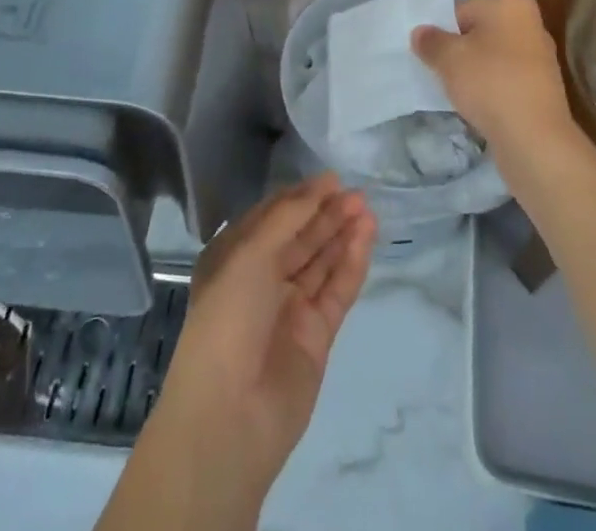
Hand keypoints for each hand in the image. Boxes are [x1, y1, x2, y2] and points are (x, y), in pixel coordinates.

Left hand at [153, 175, 375, 498]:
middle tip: (358, 193)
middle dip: (327, 214)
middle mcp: (261, 280)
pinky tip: (367, 237)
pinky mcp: (316, 335)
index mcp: (234, 258)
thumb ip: (289, 218)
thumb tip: (322, 186)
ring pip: (321, 262)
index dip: (301, 197)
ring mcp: (290, 308)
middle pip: (300, 238)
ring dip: (342, 234)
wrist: (228, 417)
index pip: (272, 217)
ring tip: (368, 208)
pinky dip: (351, 263)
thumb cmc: (227, 319)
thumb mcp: (249, 254)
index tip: (331, 179)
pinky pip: (336, 290)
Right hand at [412, 0, 577, 161]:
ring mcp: (540, 56)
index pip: (462, 10)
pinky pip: (505, 80)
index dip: (442, 33)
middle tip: (440, 73)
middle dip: (459, 52)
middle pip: (479, 33)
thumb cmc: (490, 82)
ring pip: (492, 58)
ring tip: (457, 93)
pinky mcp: (542, 87)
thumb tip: (420, 33)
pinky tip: (477, 107)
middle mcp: (530, 22)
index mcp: (511, 3)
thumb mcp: (448, 58)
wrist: (534, 138)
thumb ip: (430, 41)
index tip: (430, 55)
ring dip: (473, 72)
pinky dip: (490, 89)